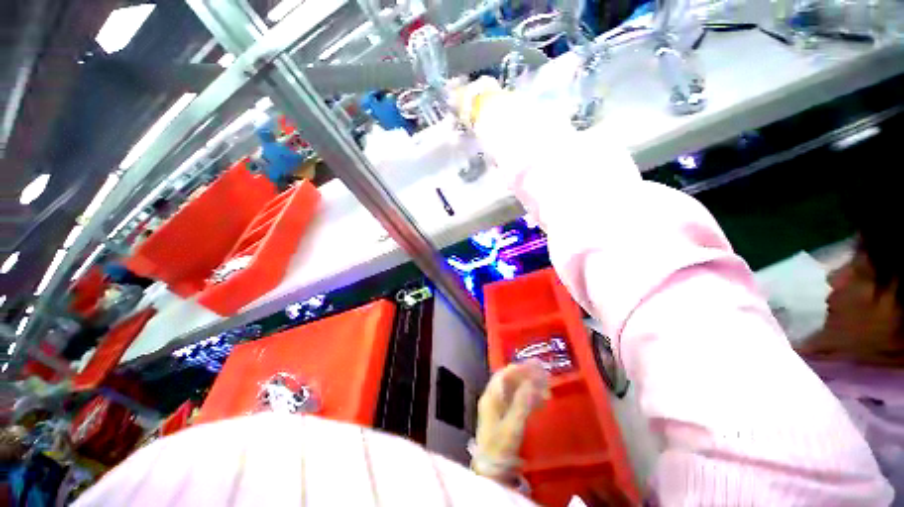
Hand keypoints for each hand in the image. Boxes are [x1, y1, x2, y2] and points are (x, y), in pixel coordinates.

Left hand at [472, 360, 548, 480]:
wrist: (490, 470)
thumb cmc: (500, 448)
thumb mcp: (513, 425)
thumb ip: (522, 403)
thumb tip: (531, 382)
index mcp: (491, 397)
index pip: (504, 374)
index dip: (519, 367)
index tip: (534, 365)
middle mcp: (492, 398)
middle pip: (508, 380)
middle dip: (525, 374)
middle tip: (542, 373)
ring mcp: (495, 406)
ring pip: (511, 389)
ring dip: (527, 385)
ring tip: (544, 386)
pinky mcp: (501, 416)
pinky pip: (514, 400)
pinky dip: (526, 396)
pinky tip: (539, 400)